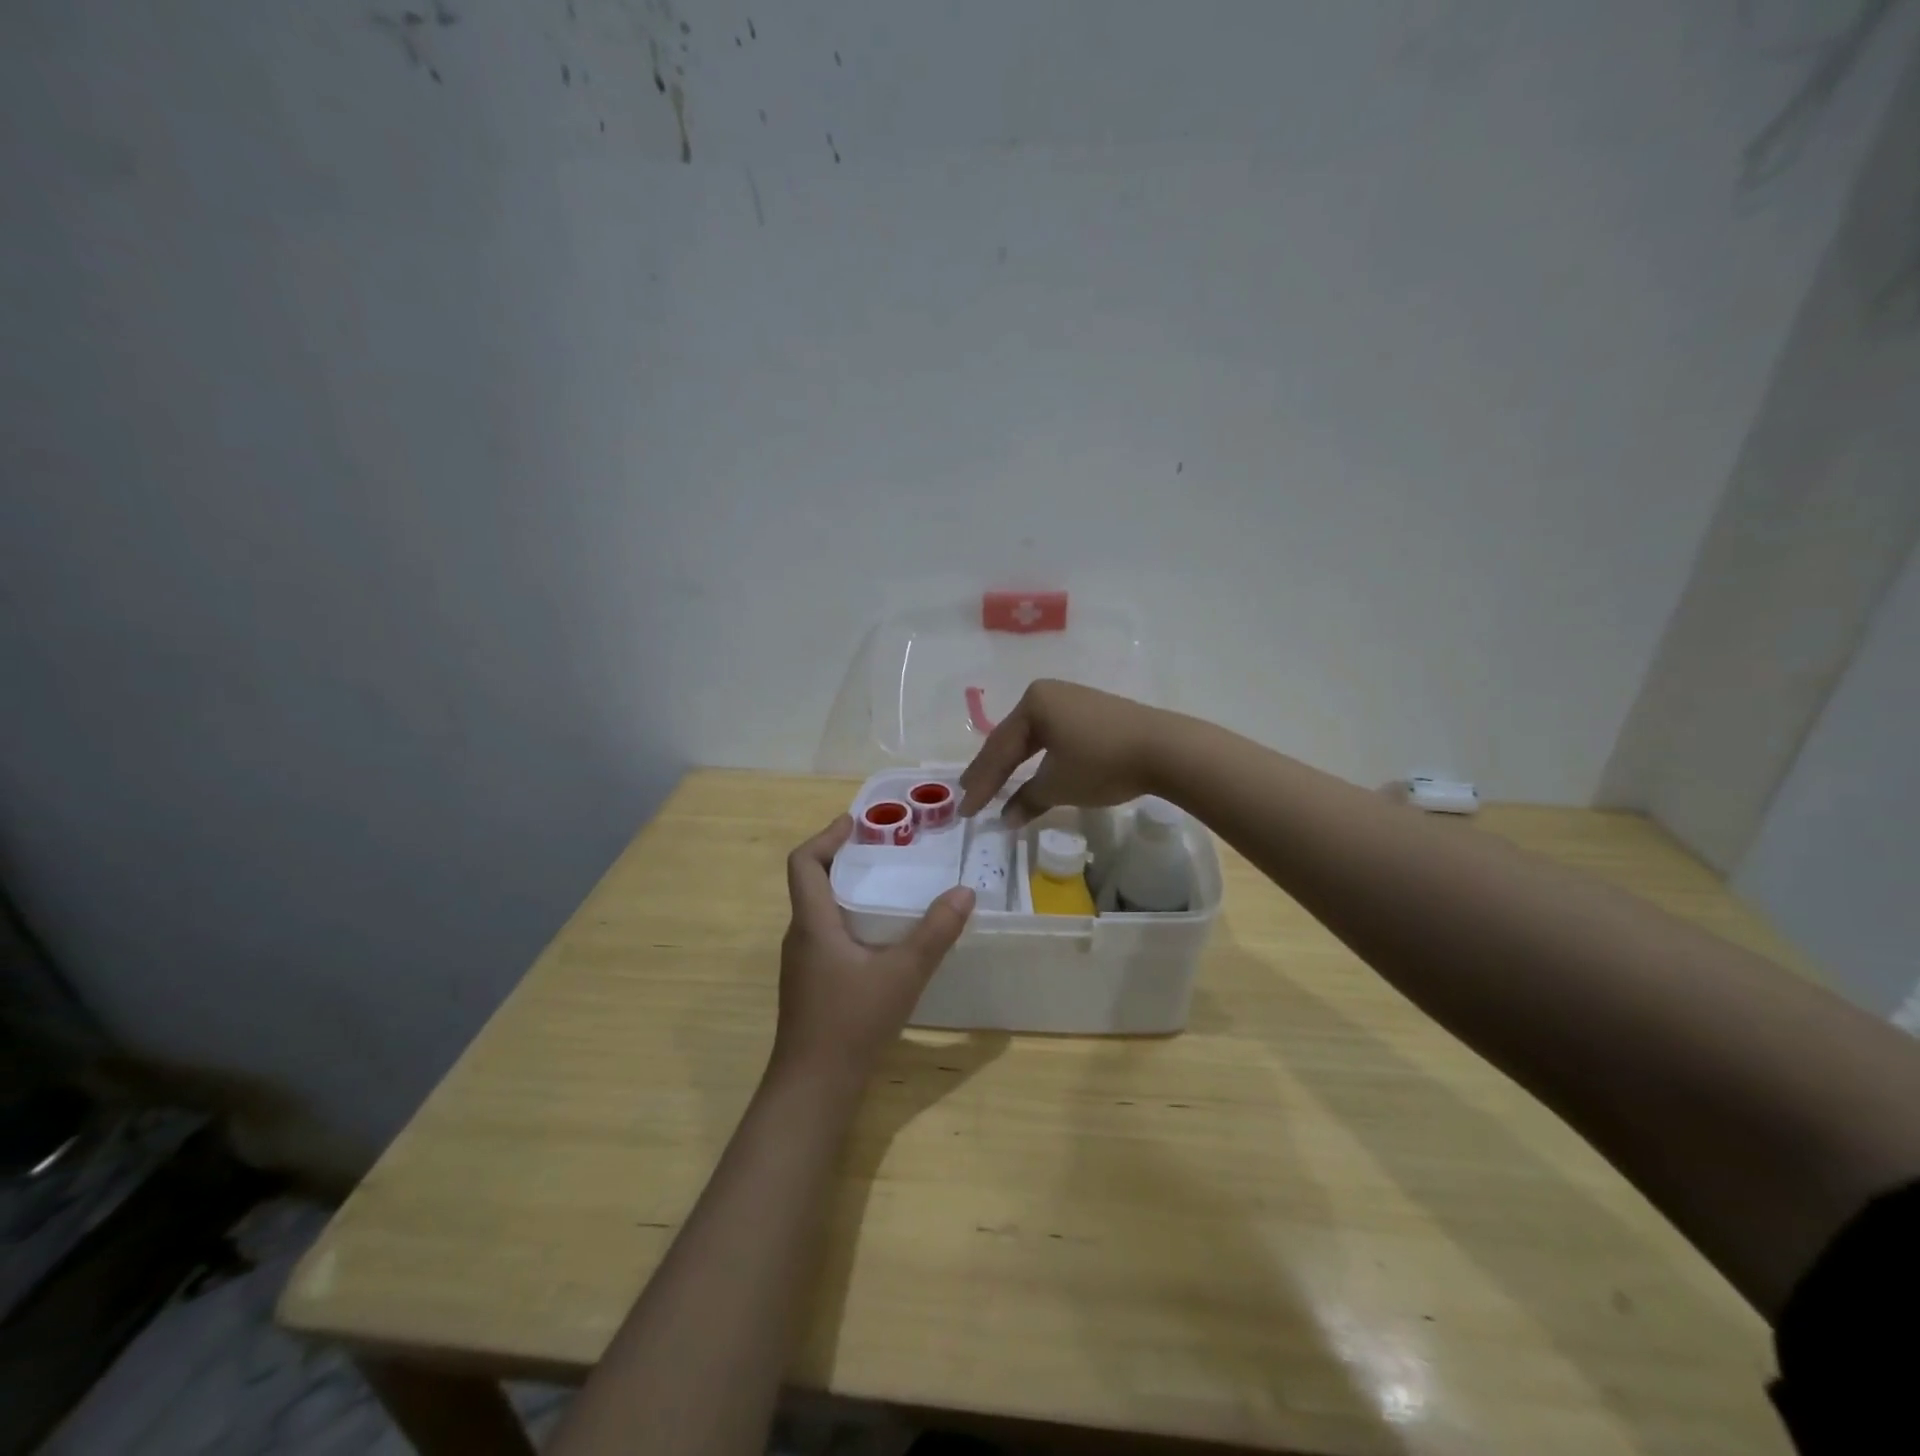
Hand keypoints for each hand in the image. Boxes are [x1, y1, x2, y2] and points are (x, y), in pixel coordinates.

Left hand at [772, 816, 974, 1087]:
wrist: (813, 1087)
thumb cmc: (851, 1022)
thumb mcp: (903, 973)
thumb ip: (935, 932)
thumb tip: (964, 892)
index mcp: (812, 922)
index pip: (803, 862)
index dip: (826, 836)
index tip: (856, 823)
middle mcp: (800, 936)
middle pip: (812, 882)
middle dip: (844, 859)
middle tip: (886, 850)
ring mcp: (802, 963)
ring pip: (820, 911)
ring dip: (848, 891)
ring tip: (889, 887)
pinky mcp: (810, 984)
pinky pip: (826, 935)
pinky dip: (850, 920)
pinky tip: (882, 937)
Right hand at [958, 679, 1171, 823]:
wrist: (1165, 749)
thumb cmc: (1102, 762)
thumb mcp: (1058, 785)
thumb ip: (1027, 800)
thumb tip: (1006, 819)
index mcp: (1033, 703)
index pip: (998, 749)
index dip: (980, 783)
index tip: (965, 810)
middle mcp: (1048, 694)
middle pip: (1012, 740)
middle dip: (991, 770)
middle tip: (970, 794)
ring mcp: (1072, 701)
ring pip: (1033, 738)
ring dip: (1014, 765)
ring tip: (994, 785)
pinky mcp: (1092, 713)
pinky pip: (1054, 737)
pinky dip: (1039, 759)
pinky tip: (1032, 772)